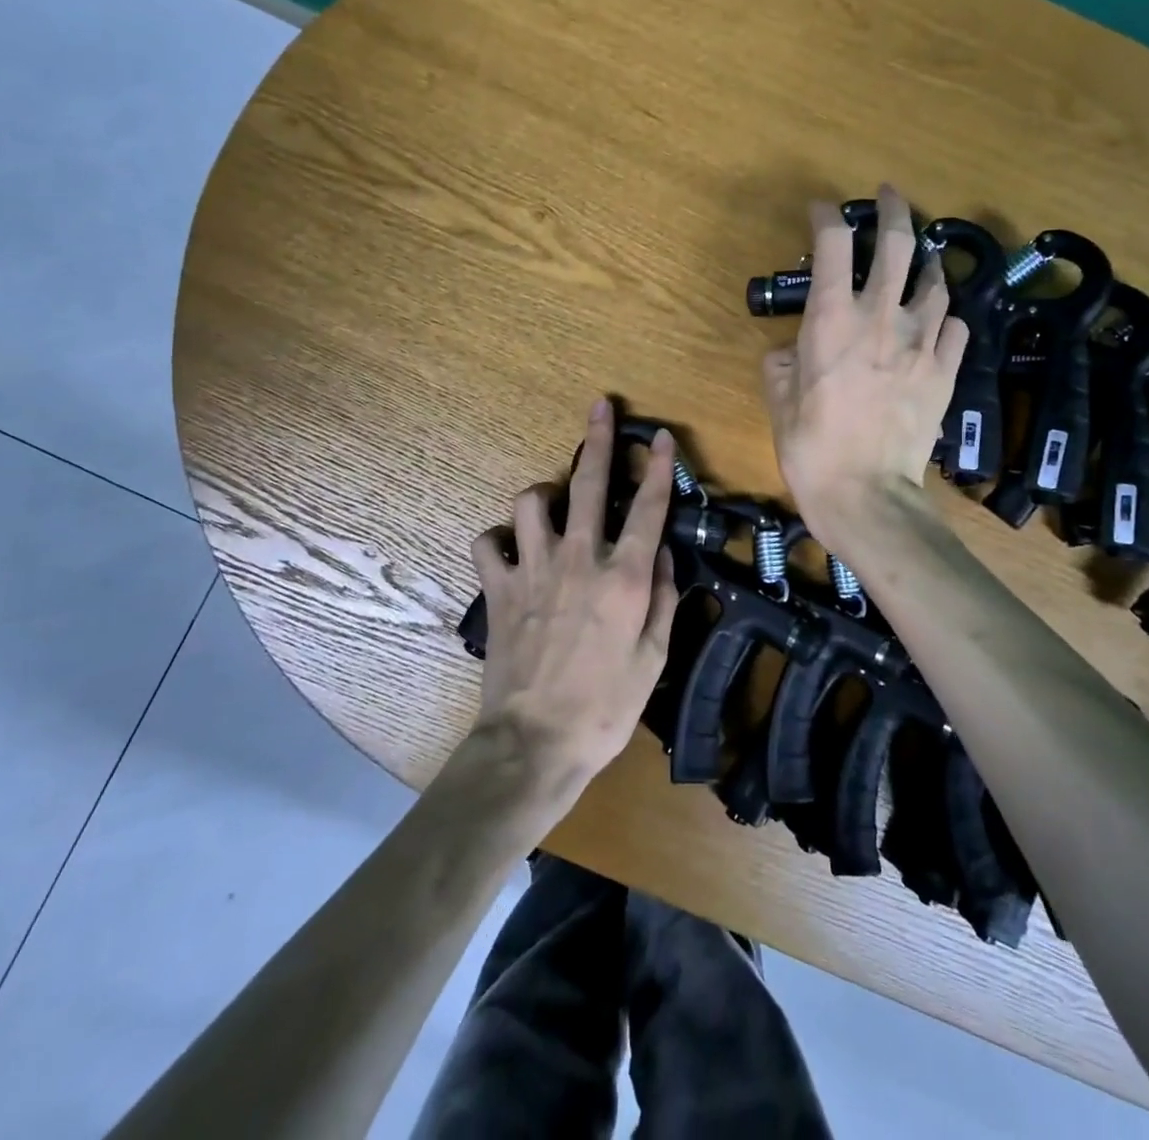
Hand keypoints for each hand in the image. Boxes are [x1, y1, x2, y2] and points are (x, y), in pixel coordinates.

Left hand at [469, 398, 680, 801]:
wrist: (535, 742)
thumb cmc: (605, 707)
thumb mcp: (654, 658)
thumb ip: (661, 598)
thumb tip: (660, 553)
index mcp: (623, 578)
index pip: (648, 508)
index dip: (658, 467)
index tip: (661, 438)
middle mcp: (578, 560)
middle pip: (590, 484)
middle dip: (598, 440)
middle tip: (599, 407)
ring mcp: (532, 570)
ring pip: (531, 502)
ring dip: (544, 494)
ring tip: (553, 505)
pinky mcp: (498, 589)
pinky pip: (488, 543)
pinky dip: (499, 539)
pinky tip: (510, 549)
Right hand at [761, 184, 967, 558]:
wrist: (865, 492)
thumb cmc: (810, 446)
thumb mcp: (778, 399)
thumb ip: (783, 360)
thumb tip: (795, 350)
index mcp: (832, 319)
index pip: (831, 244)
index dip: (826, 217)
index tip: (821, 211)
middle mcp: (881, 316)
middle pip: (897, 243)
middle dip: (892, 210)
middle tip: (889, 197)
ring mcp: (922, 341)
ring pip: (935, 280)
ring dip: (926, 262)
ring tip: (921, 258)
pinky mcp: (946, 369)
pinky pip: (957, 327)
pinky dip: (946, 317)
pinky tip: (939, 321)